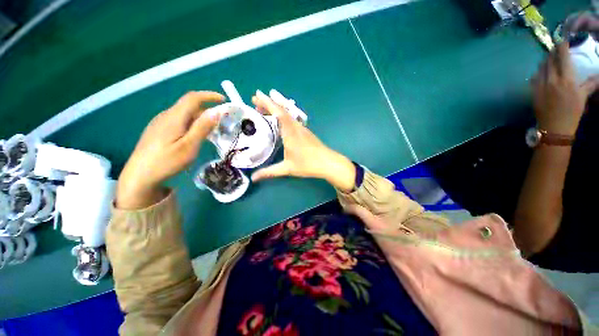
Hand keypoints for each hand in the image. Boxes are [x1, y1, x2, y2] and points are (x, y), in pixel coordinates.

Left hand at [117, 91, 224, 208]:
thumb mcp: (189, 146)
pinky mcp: (158, 130)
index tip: (224, 100)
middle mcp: (166, 116)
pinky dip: (191, 124)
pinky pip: (178, 121)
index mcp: (174, 117)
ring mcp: (160, 123)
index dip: (209, 96)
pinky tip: (194, 136)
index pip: (193, 98)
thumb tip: (216, 112)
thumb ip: (202, 128)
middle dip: (207, 110)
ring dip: (200, 118)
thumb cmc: (166, 162)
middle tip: (221, 123)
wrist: (139, 176)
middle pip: (189, 106)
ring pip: (184, 114)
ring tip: (211, 131)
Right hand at [250, 91, 355, 191]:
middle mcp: (296, 127)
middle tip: (255, 101)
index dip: (267, 103)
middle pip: (282, 110)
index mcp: (290, 133)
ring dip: (275, 109)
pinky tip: (278, 121)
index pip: (278, 113)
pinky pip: (291, 119)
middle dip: (268, 103)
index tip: (257, 95)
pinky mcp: (305, 132)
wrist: (328, 163)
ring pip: (287, 114)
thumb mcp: (287, 168)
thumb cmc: (308, 164)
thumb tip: (253, 178)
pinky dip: (282, 116)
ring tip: (263, 109)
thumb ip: (270, 172)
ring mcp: (301, 129)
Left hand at [531, 43, 598, 135]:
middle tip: (556, 49)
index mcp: (566, 79)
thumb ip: (590, 83)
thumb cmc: (572, 112)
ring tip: (549, 58)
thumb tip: (598, 74)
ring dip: (545, 60)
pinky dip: (539, 71)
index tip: (563, 41)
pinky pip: (534, 77)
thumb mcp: (583, 97)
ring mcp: (541, 85)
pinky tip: (542, 71)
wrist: (554, 128)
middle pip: (550, 60)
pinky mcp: (533, 91)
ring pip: (541, 67)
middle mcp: (552, 79)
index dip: (562, 47)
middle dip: (553, 52)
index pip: (562, 57)